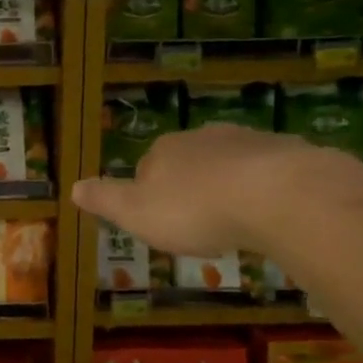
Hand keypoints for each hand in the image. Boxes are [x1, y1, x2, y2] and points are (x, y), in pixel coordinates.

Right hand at [72, 124, 343, 256]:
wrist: (278, 196)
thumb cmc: (195, 210)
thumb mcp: (135, 213)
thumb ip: (105, 199)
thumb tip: (73, 186)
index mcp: (163, 151)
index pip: (146, 168)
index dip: (149, 195)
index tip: (159, 223)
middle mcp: (203, 137)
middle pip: (188, 163)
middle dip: (191, 189)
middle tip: (198, 226)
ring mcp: (248, 141)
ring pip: (229, 165)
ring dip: (228, 189)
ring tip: (236, 223)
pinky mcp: (289, 152)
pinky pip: (269, 174)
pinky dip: (265, 191)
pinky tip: (271, 215)